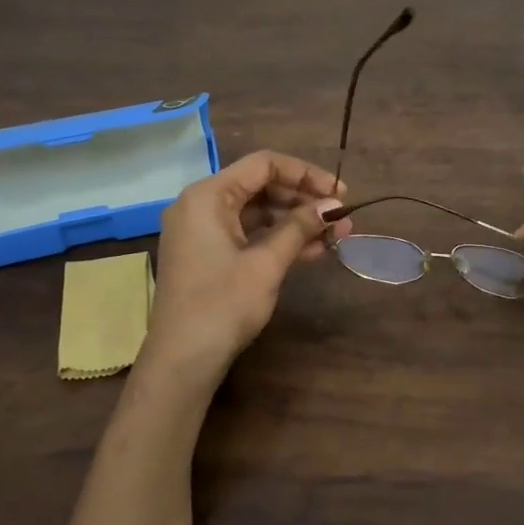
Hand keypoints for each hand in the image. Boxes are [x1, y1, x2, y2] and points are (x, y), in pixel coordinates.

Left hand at [144, 150, 351, 385]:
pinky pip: (247, 235)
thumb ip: (299, 228)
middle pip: (260, 186)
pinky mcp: (207, 256)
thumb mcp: (266, 264)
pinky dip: (277, 240)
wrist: (182, 360)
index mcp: (208, 195)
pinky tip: (311, 251)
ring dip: (295, 222)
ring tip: (335, 236)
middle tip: (341, 218)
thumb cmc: (222, 305)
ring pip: (256, 213)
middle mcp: (201, 205)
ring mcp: (202, 231)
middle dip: (303, 200)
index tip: (341, 192)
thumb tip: (334, 206)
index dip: (306, 174)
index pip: (264, 164)